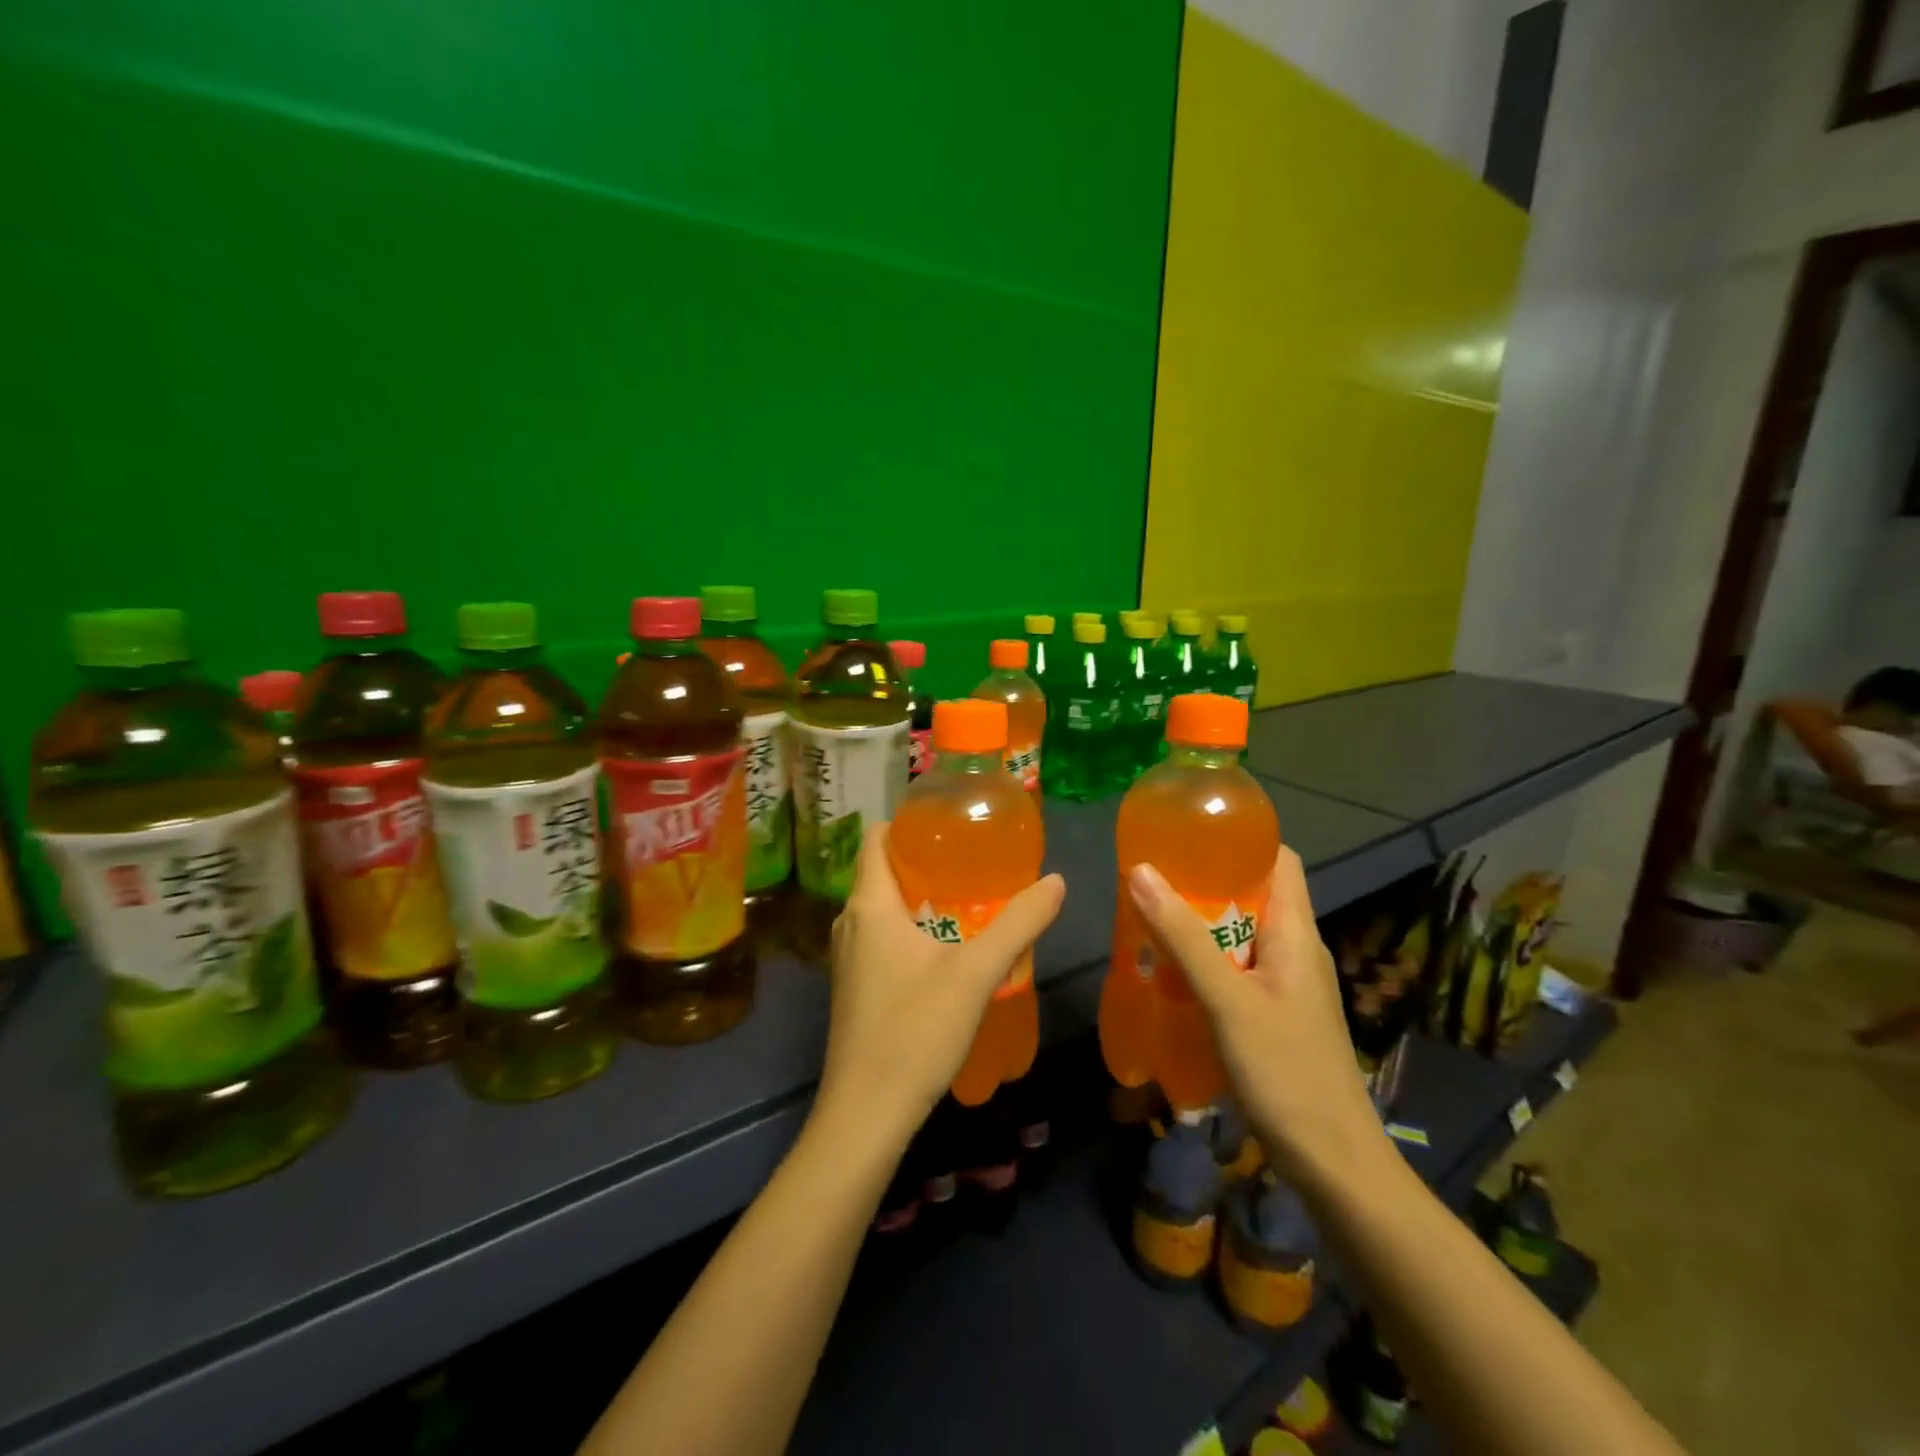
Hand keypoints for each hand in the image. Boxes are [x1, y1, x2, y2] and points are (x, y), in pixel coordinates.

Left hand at [818, 823, 1065, 1145]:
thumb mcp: (976, 973)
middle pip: (884, 870)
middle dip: (927, 860)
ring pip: (884, 906)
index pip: (876, 837)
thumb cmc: (915, 1031)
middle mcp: (850, 922)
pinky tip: (948, 948)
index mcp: (869, 904)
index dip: (909, 822)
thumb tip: (1057, 881)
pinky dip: (912, 928)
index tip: (952, 824)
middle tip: (975, 860)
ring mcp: (848, 957)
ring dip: (922, 896)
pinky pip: (882, 936)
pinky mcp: (855, 986)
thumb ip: (1018, 923)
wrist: (866, 1114)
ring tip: (970, 898)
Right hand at [1126, 846, 1387, 1190]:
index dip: (1240, 840)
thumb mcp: (1228, 1000)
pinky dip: (1205, 963)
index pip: (1279, 860)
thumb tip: (1141, 871)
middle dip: (1204, 884)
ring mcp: (1288, 986)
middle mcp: (1295, 950)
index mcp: (1295, 932)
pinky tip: (1170, 977)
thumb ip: (1184, 937)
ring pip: (1241, 936)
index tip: (1189, 835)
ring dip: (1199, 927)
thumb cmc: (1287, 1072)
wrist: (1336, 1166)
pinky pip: (1237, 971)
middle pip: (1252, 896)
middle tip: (1151, 881)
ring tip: (1149, 922)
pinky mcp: (1276, 1017)